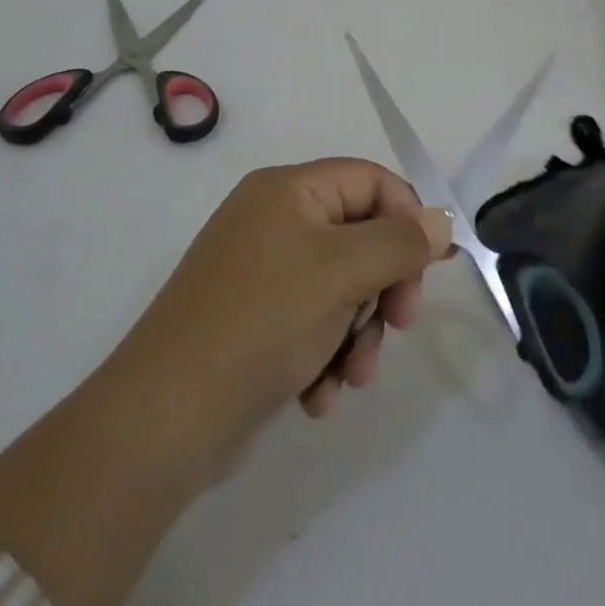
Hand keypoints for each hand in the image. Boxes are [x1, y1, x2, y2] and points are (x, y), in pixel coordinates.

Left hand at [103, 159, 451, 472]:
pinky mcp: (254, 322)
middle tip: (399, 323)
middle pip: (361, 236)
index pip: (372, 182)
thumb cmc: (262, 323)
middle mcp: (274, 221)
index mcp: (289, 190)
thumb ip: (401, 242)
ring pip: (342, 287)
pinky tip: (319, 394)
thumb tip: (443, 220)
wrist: (162, 424)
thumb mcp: (342, 273)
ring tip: (352, 375)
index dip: (407, 219)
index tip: (427, 269)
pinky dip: (326, 355)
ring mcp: (261, 273)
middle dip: (384, 287)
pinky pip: (312, 322)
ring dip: (359, 332)